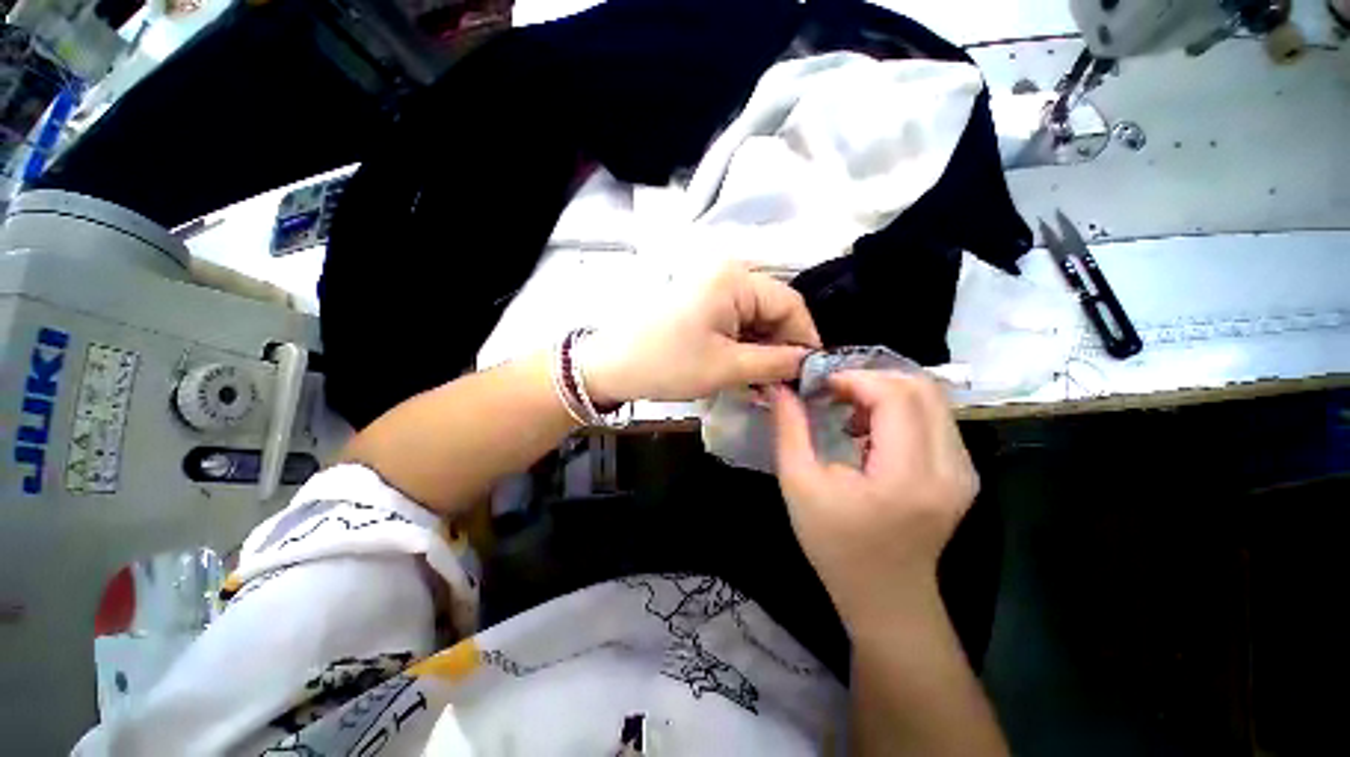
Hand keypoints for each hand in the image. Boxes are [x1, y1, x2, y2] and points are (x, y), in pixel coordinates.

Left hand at [582, 263, 821, 403]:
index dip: (805, 338)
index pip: (790, 304)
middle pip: (773, 310)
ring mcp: (711, 289)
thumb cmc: (668, 363)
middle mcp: (727, 275)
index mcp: (735, 279)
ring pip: (754, 320)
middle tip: (786, 384)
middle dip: (782, 347)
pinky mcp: (700, 304)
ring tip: (766, 383)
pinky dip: (744, 347)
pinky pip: (735, 323)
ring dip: (763, 351)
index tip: (811, 372)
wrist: (610, 366)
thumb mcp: (726, 367)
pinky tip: (745, 371)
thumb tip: (808, 363)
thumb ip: (775, 363)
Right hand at [770, 371, 977, 631]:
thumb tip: (782, 388)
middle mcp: (950, 467)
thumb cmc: (835, 544)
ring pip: (932, 399)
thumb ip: (789, 429)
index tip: (822, 386)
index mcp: (907, 475)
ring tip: (850, 412)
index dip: (855, 379)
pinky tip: (871, 430)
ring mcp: (963, 470)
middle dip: (871, 379)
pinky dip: (900, 409)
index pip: (895, 396)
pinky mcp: (963, 472)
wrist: (885, 595)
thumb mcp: (799, 484)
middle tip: (834, 393)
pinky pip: (935, 418)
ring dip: (886, 393)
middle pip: (922, 388)